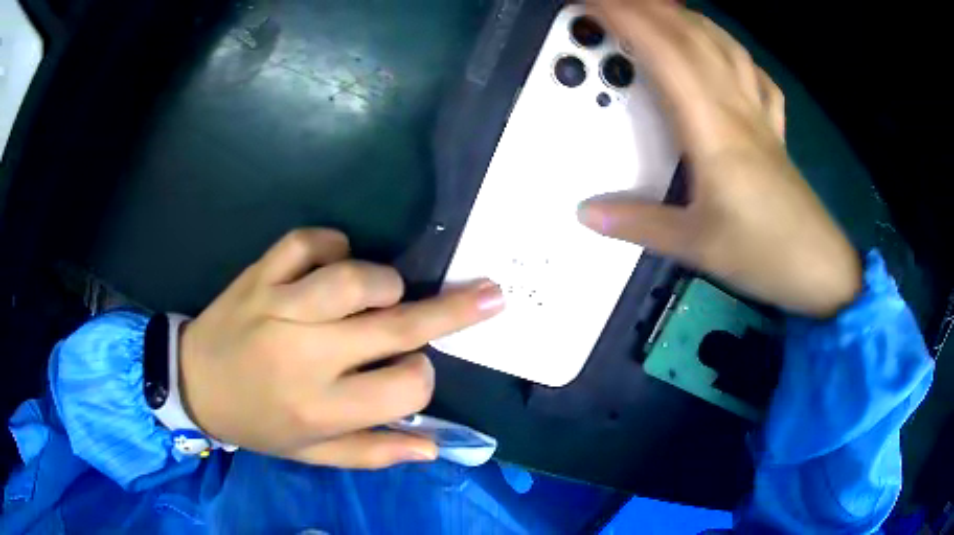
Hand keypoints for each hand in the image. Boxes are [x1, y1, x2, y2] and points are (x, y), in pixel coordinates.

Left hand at [178, 228, 504, 467]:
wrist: (193, 383)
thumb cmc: (256, 424)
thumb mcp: (312, 453)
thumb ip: (373, 452)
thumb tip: (434, 447)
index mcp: (321, 408)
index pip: (405, 388)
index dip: (422, 376)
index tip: (412, 371)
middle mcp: (305, 356)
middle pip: (394, 327)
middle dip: (454, 310)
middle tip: (491, 293)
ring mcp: (279, 307)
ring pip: (356, 278)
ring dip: (386, 282)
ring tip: (387, 292)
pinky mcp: (260, 274)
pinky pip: (309, 241)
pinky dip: (333, 244)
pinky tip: (334, 261)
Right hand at [578, 0, 860, 317]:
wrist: (820, 269)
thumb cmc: (765, 254)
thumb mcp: (696, 246)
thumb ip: (639, 224)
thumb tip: (586, 212)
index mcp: (713, 129)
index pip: (663, 52)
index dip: (625, 17)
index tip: (591, 1)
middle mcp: (736, 108)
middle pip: (690, 36)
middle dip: (646, 6)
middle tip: (613, 0)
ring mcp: (758, 114)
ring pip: (722, 45)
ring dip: (686, 17)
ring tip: (659, 9)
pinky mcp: (772, 129)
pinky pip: (753, 74)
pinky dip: (732, 50)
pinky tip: (722, 49)